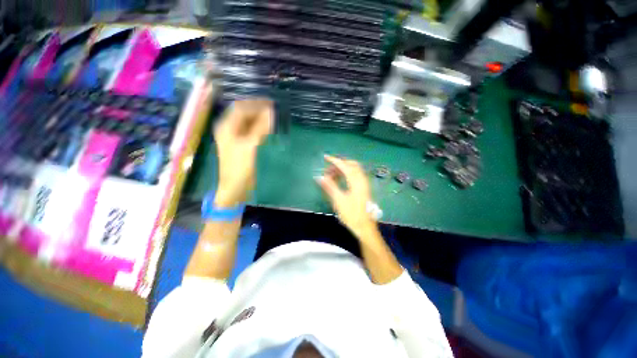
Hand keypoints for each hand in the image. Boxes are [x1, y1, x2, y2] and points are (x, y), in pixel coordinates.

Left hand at [214, 99, 273, 206]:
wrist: (236, 186)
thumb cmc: (240, 166)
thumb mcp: (250, 145)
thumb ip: (260, 128)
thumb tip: (270, 112)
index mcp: (227, 126)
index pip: (241, 108)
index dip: (255, 104)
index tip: (271, 103)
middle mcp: (229, 129)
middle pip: (244, 114)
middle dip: (258, 110)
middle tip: (274, 110)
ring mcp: (236, 137)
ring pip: (248, 123)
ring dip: (260, 119)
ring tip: (273, 118)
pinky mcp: (242, 145)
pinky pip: (251, 132)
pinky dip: (260, 129)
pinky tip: (269, 129)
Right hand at [316, 155, 379, 239]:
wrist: (365, 227)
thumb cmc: (351, 214)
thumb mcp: (338, 200)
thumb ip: (330, 186)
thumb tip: (320, 177)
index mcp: (356, 181)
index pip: (344, 166)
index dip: (334, 160)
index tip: (325, 157)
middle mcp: (362, 180)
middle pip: (351, 165)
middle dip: (340, 164)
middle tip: (329, 169)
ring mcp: (364, 184)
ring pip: (354, 170)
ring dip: (343, 169)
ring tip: (332, 175)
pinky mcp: (364, 188)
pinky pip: (356, 175)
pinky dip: (348, 174)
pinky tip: (341, 180)